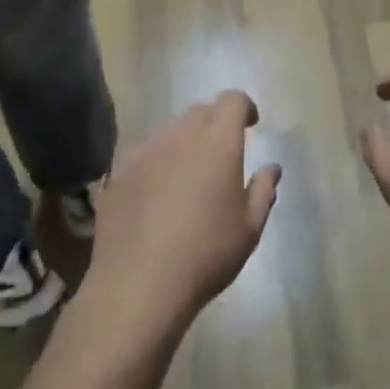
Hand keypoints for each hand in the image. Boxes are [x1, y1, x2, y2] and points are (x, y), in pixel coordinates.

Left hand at [83, 90, 281, 329]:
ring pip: (170, 132)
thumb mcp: (249, 229)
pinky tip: (156, 197)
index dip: (244, 107)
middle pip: (200, 112)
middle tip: (221, 153)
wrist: (137, 288)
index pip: (232, 100)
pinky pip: (144, 156)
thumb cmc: (205, 255)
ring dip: (184, 143)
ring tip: (187, 176)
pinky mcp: (118, 174)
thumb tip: (272, 168)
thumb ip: (263, 191)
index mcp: (218, 143)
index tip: (250, 124)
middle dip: (215, 123)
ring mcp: (145, 152)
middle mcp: (180, 136)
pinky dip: (157, 165)